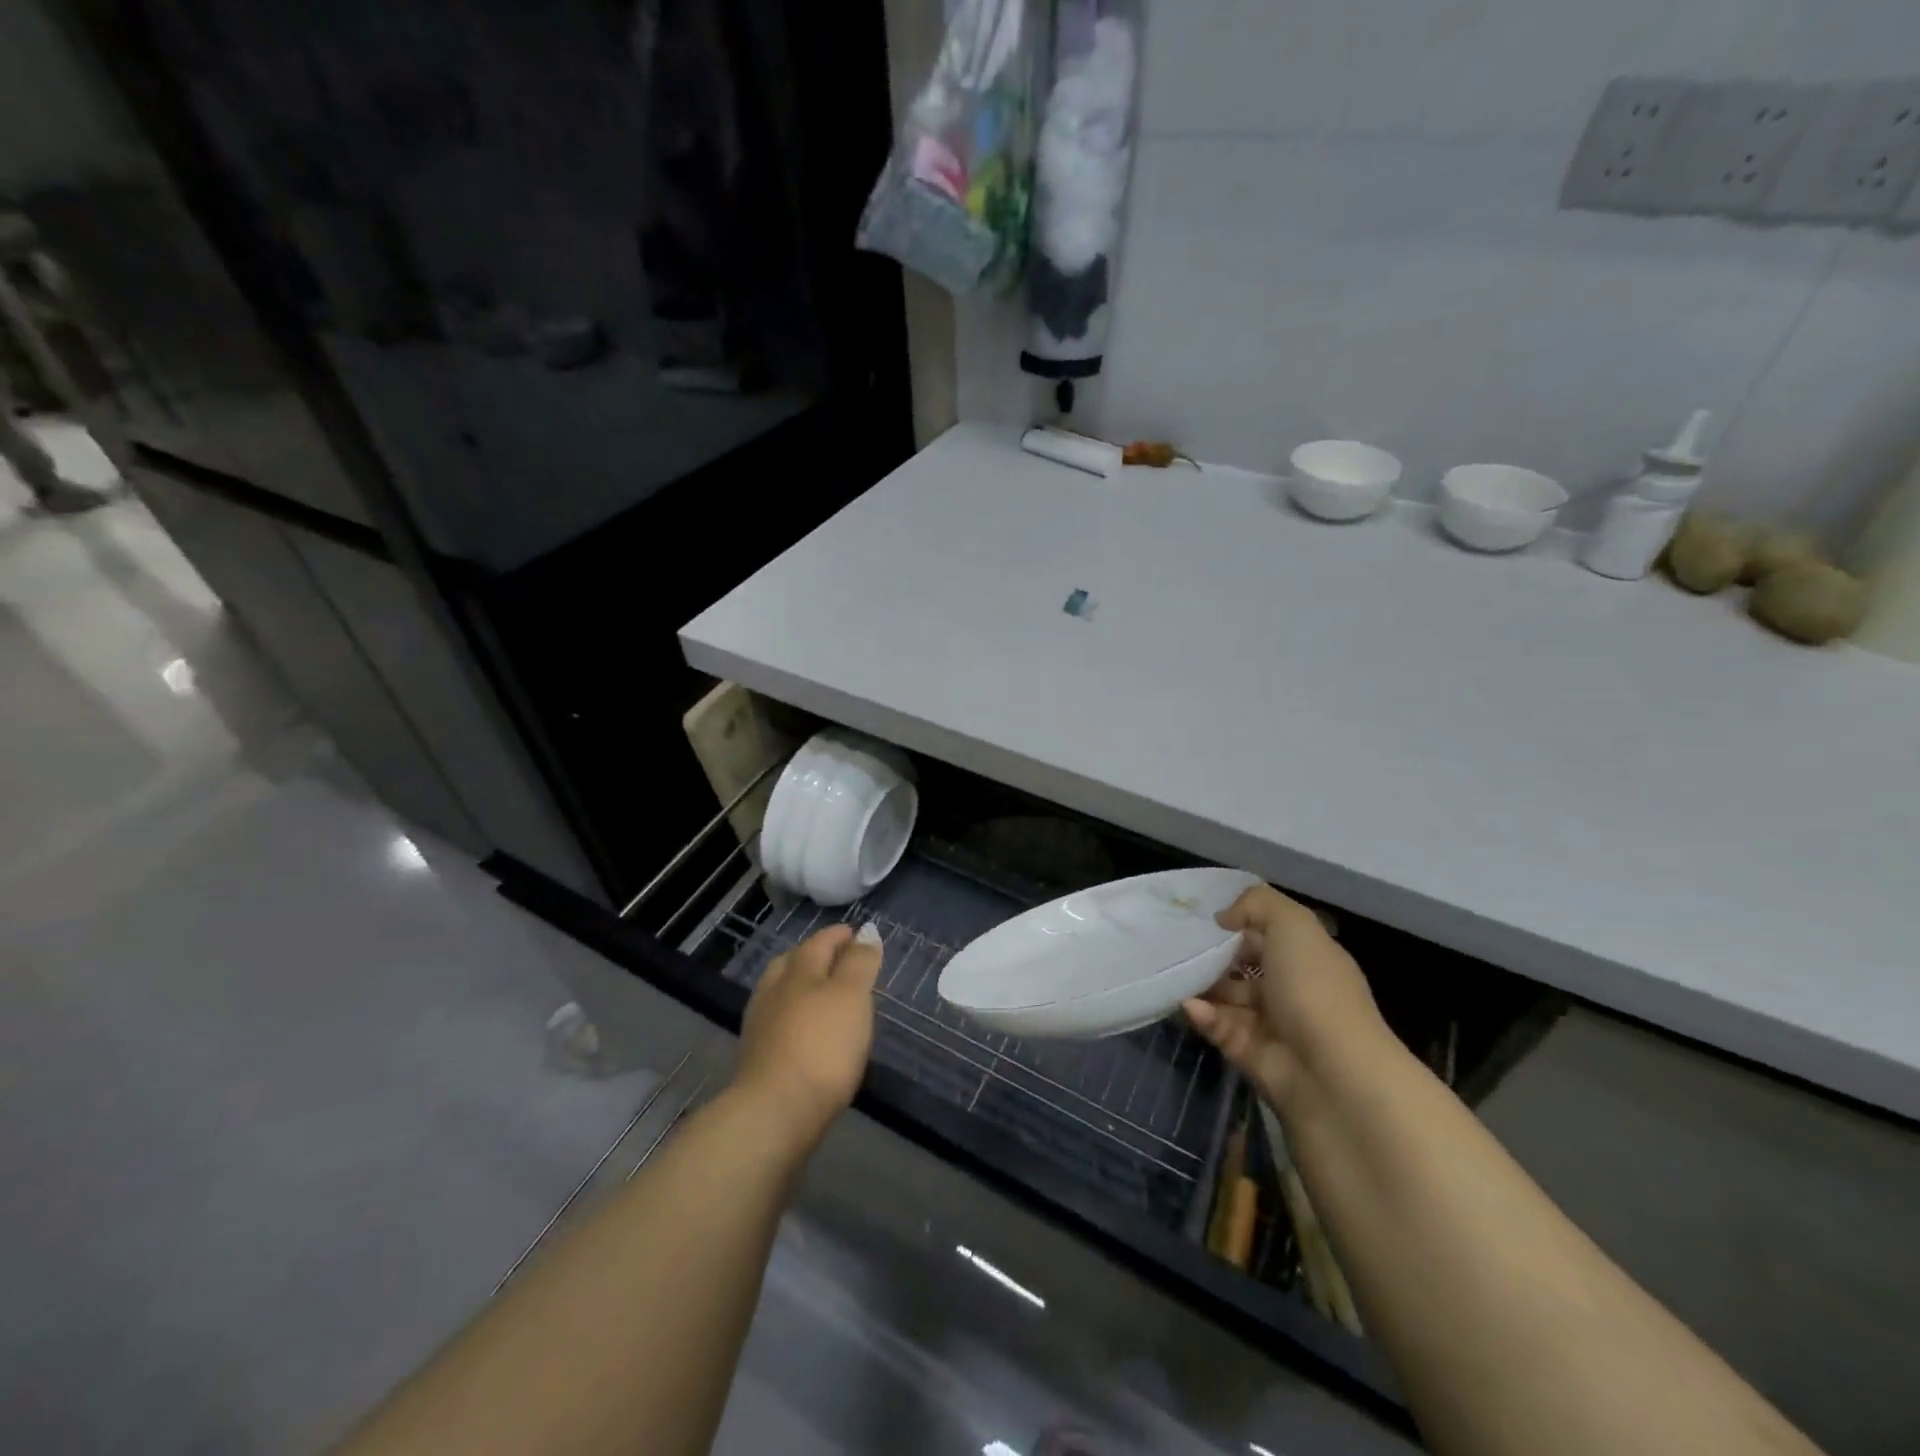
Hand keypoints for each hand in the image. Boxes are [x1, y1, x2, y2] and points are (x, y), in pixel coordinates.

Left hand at [733, 923, 881, 1148]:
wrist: (775, 1113)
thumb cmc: (822, 1046)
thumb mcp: (851, 996)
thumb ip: (859, 963)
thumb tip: (866, 931)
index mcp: (798, 970)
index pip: (820, 942)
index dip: (840, 936)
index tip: (859, 935)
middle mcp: (774, 990)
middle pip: (794, 963)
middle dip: (816, 956)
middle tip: (840, 959)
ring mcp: (761, 1025)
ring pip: (783, 992)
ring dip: (803, 987)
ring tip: (826, 996)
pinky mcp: (758, 1058)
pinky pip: (780, 1022)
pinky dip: (796, 1016)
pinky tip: (808, 1032)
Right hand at [1183, 884, 1387, 1104]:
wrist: (1332, 1075)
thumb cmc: (1315, 990)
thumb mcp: (1293, 925)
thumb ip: (1257, 905)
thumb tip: (1224, 917)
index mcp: (1309, 959)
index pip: (1269, 935)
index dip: (1239, 922)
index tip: (1203, 916)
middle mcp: (1292, 990)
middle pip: (1244, 966)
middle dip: (1213, 955)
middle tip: (1177, 944)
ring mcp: (1272, 1024)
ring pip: (1227, 997)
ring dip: (1201, 985)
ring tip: (1173, 972)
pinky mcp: (1251, 1054)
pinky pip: (1219, 1027)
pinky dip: (1204, 1015)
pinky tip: (1190, 1005)